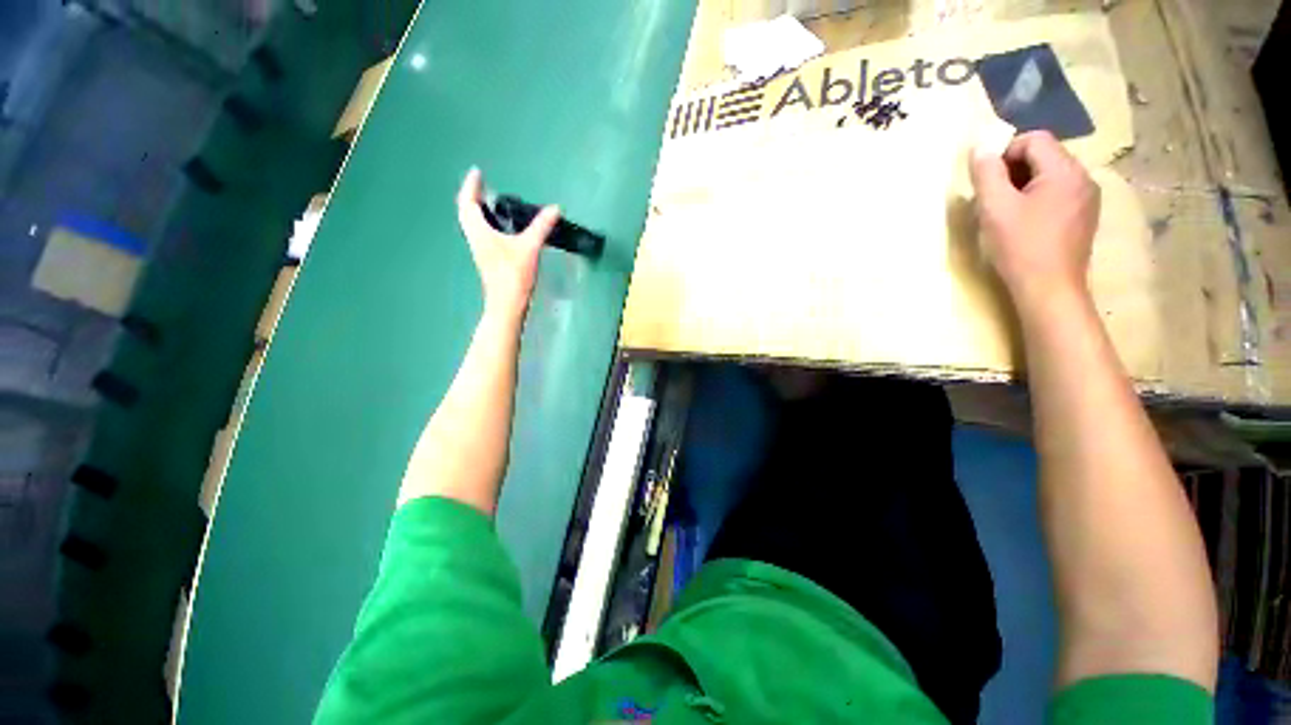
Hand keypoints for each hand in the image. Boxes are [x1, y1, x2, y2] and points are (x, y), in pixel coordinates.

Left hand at [456, 167, 559, 319]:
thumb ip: (541, 226)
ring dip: (478, 210)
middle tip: (483, 186)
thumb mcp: (529, 247)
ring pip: (473, 224)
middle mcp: (475, 238)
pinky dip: (485, 223)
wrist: (507, 304)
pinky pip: (481, 233)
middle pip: (466, 212)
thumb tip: (555, 208)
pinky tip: (500, 226)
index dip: (471, 185)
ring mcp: (480, 250)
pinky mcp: (487, 259)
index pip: (468, 202)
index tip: (477, 172)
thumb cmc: (514, 275)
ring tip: (490, 202)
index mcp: (479, 231)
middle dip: (472, 196)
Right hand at [969, 131, 1099, 305]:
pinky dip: (1038, 199)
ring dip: (1025, 185)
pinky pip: (1059, 193)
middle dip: (1014, 170)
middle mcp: (1083, 177)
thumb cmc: (1021, 247)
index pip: (1034, 139)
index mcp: (1065, 170)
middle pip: (1045, 155)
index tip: (988, 181)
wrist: (1050, 289)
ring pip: (1051, 175)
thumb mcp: (995, 208)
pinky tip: (1026, 223)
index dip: (1005, 153)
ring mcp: (1088, 198)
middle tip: (993, 199)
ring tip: (1007, 212)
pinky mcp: (1085, 216)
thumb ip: (987, 174)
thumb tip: (981, 148)